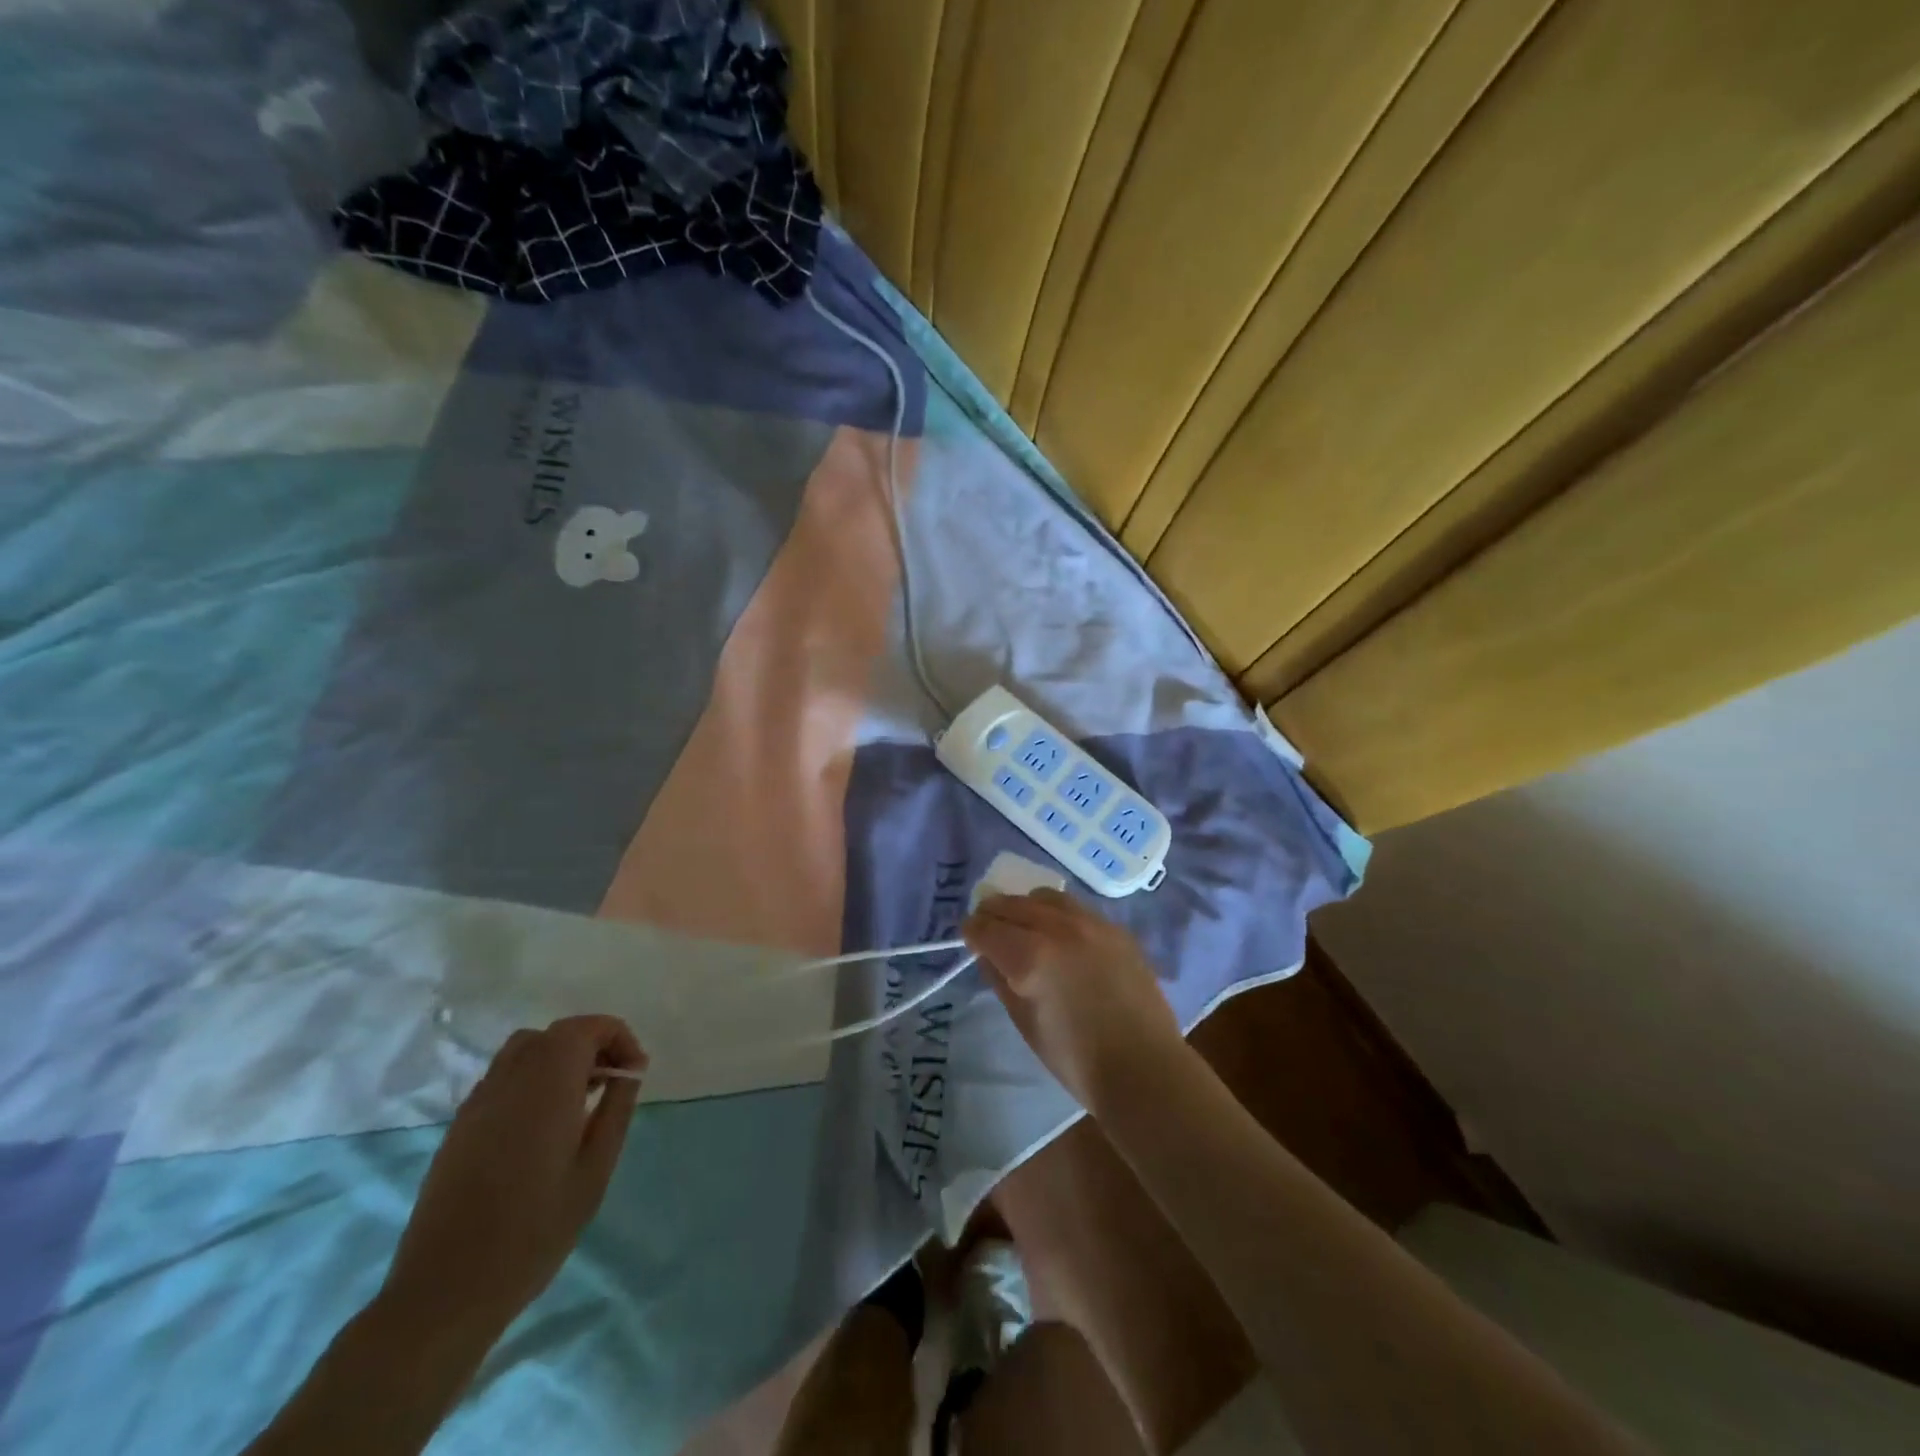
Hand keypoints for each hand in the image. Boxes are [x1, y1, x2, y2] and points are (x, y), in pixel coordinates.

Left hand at [381, 1015, 646, 1344]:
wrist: (446, 1291)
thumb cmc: (535, 1229)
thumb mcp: (595, 1169)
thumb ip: (616, 1109)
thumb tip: (629, 1071)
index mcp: (547, 1083)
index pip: (587, 1028)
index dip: (618, 1038)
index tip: (634, 1074)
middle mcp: (510, 1079)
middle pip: (557, 1034)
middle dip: (593, 1045)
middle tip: (613, 1084)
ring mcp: (478, 1101)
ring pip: (526, 1050)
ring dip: (560, 1058)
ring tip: (581, 1099)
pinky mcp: (460, 1125)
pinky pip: (504, 1078)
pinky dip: (533, 1079)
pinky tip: (543, 1124)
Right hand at [962, 889, 1182, 1109]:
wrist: (1143, 1067)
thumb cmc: (1076, 1059)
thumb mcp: (1024, 1022)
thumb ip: (1000, 981)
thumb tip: (987, 955)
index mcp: (1030, 956)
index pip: (987, 927)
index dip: (972, 931)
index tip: (969, 937)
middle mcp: (1058, 928)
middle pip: (1013, 904)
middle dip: (993, 913)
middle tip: (988, 928)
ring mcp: (1091, 923)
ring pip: (1045, 897)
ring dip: (1026, 907)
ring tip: (1024, 926)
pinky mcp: (1115, 929)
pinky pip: (1075, 907)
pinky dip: (1057, 913)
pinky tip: (1058, 934)